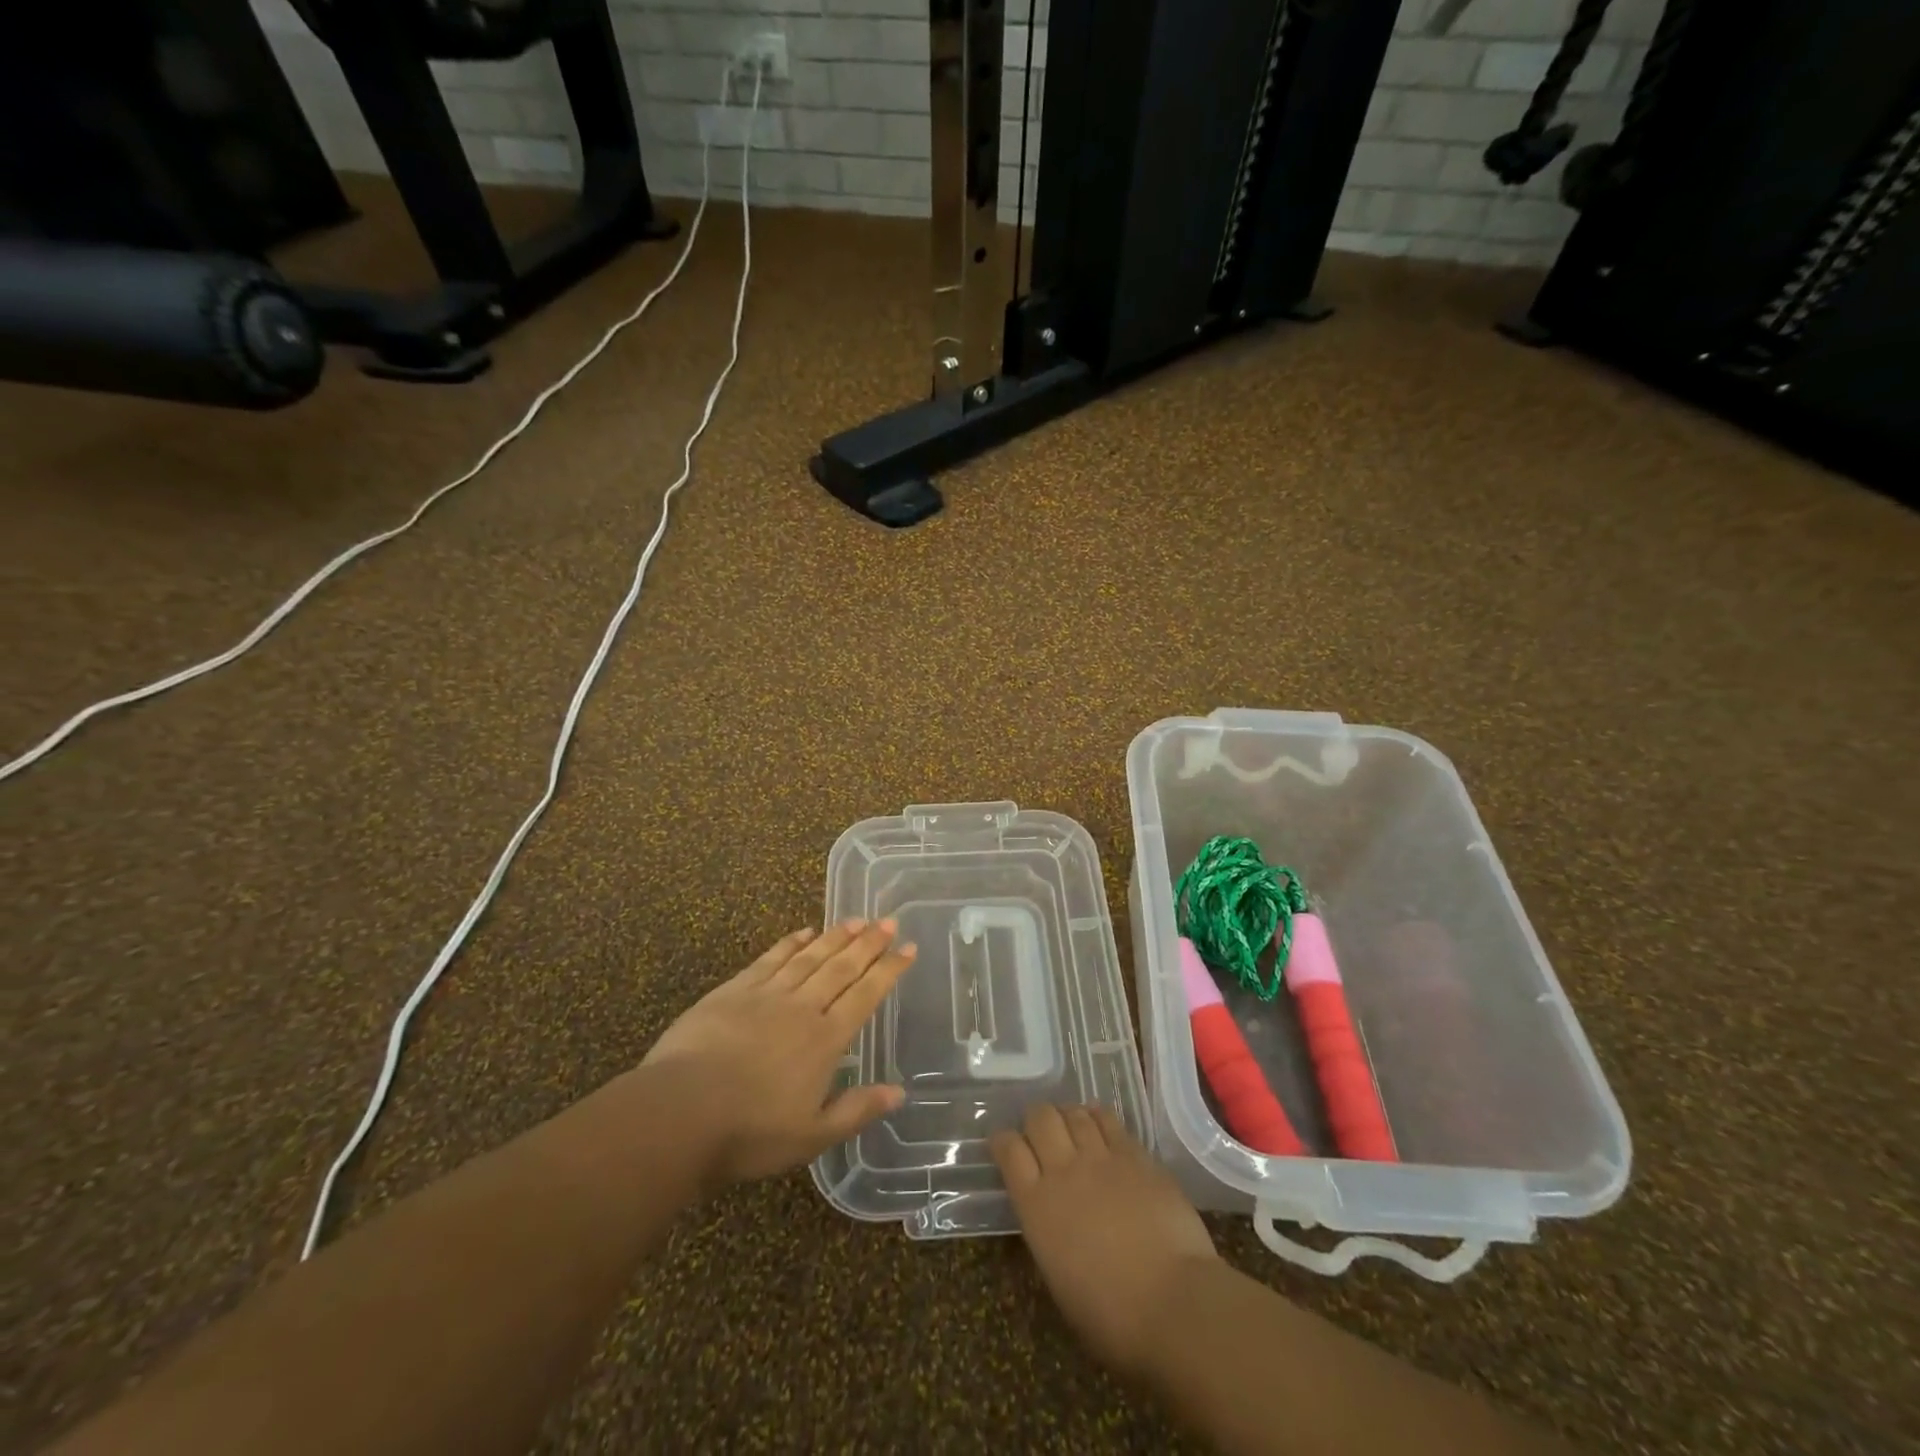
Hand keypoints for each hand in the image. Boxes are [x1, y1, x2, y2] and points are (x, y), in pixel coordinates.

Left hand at [639, 920, 915, 1188]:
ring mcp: (767, 994)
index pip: (866, 995)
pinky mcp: (734, 990)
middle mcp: (803, 1007)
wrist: (680, 1112)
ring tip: (856, 920)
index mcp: (826, 1040)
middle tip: (888, 921)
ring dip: (835, 937)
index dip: (889, 970)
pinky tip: (804, 931)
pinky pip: (771, 958)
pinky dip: (791, 943)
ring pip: (810, 957)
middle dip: (868, 943)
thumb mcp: (811, 1136)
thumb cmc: (749, 1133)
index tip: (908, 948)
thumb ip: (856, 1110)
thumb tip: (899, 1093)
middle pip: (842, 967)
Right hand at [991, 1104, 1219, 1378]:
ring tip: (1072, 1127)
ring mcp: (1102, 1158)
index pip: (1008, 1150)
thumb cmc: (1111, 1317)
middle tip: (1041, 1134)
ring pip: (1074, 1113)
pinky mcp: (1136, 1155)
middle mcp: (1063, 1170)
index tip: (1006, 1146)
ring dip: (1068, 1116)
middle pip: (1040, 1119)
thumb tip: (1051, 1216)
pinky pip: (1110, 1120)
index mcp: (1036, 1205)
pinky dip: (1098, 1117)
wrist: (1173, 1303)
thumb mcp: (1059, 1280)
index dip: (1003, 1142)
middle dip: (1036, 1120)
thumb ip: (1048, 1233)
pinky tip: (1099, 1123)